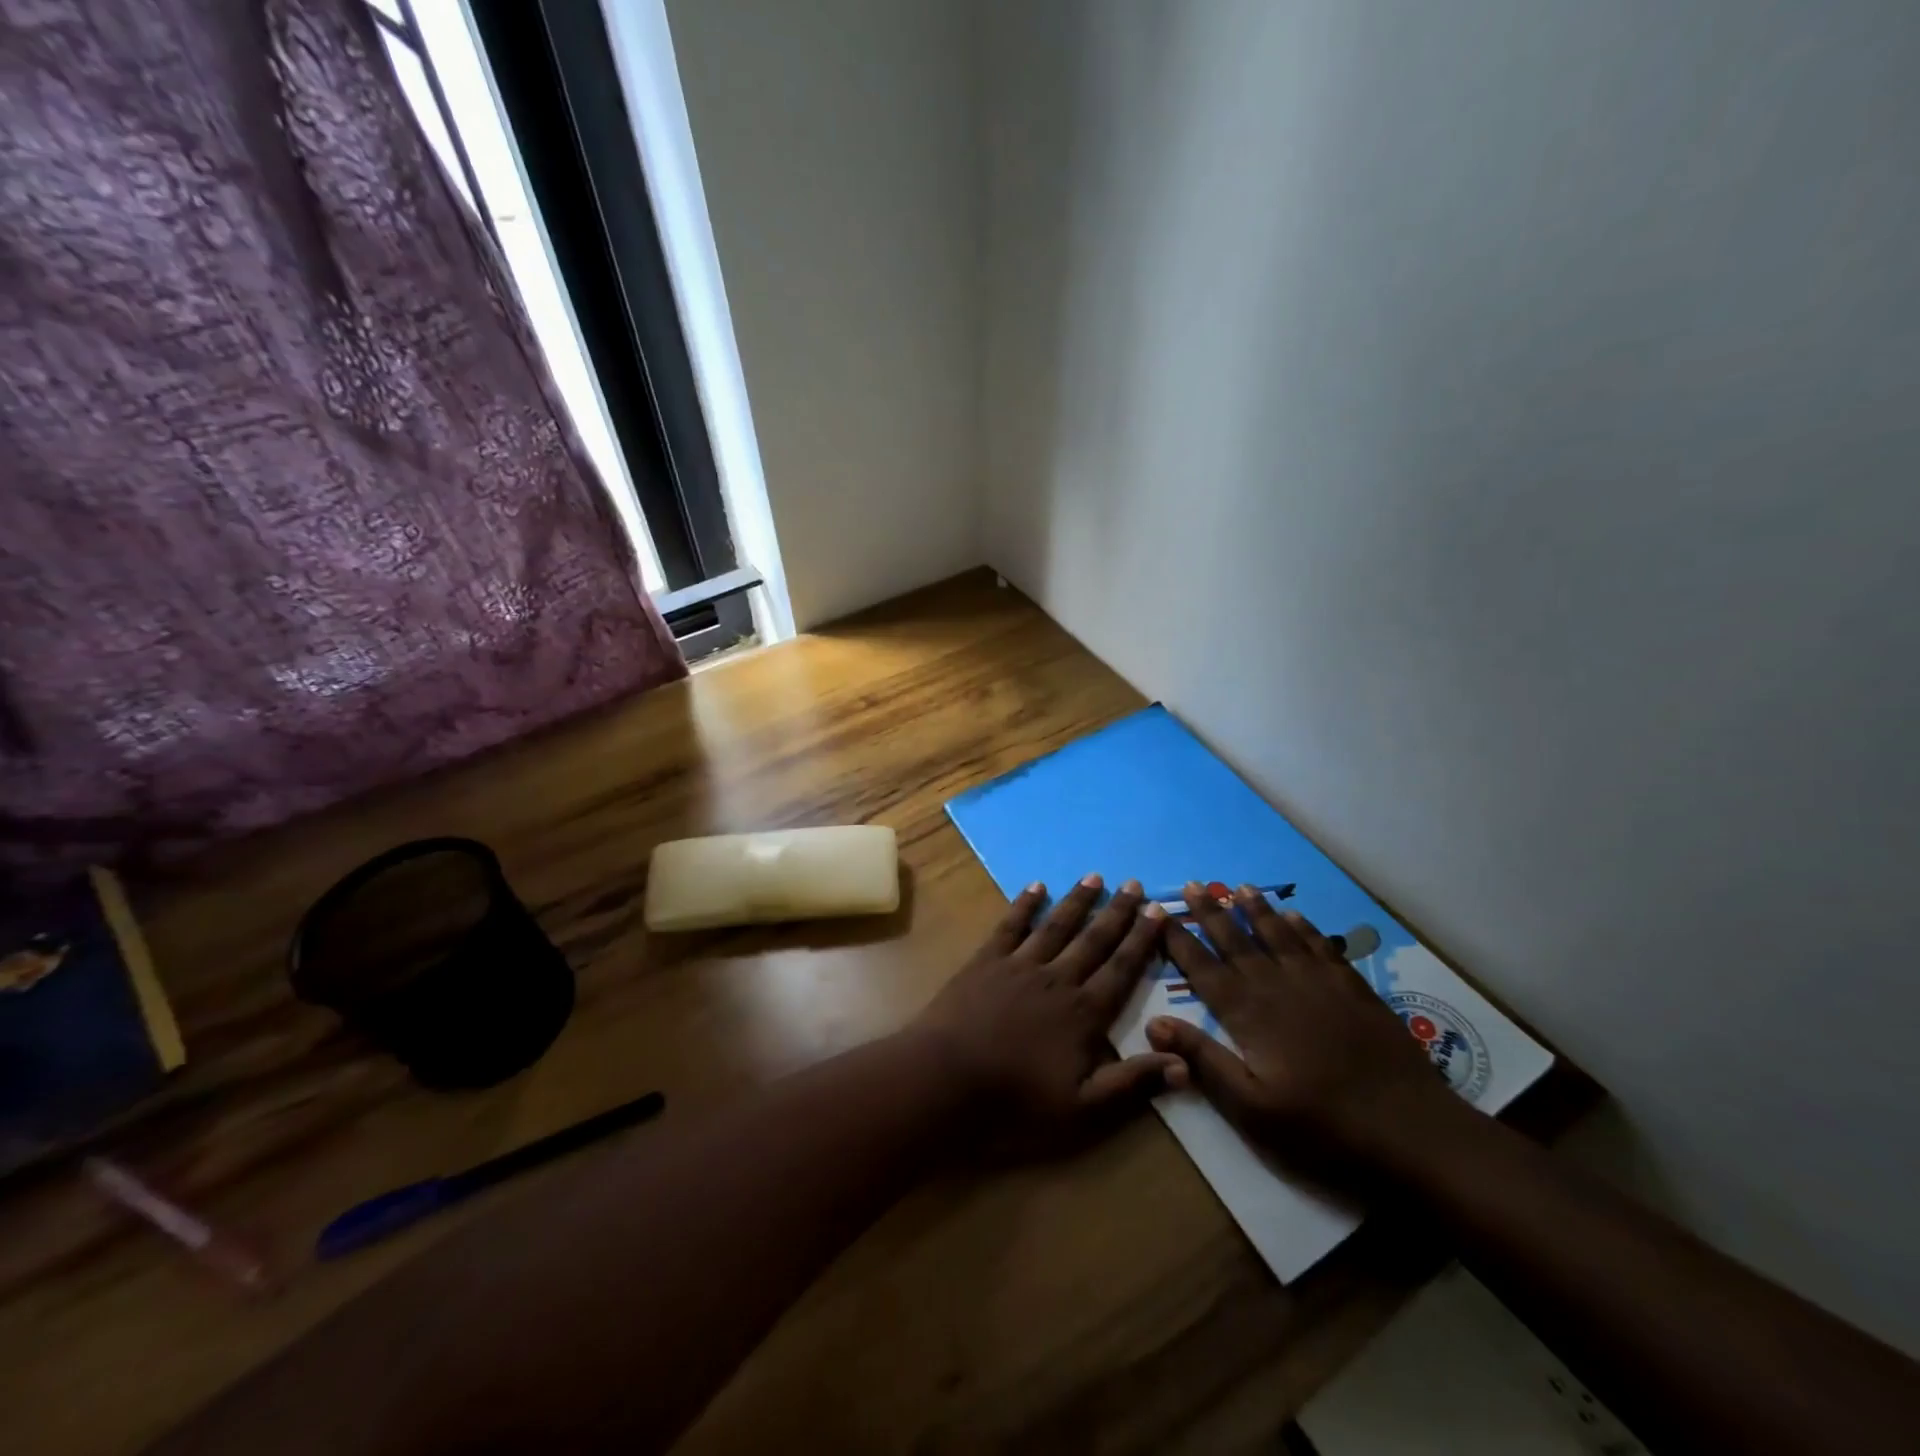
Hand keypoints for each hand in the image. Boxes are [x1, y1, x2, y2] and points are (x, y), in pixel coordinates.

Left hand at [913, 875, 1185, 1144]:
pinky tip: (1036, 886)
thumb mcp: (1083, 1110)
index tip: (1158, 911)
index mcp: (1084, 1013)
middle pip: (1094, 940)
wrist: (945, 1081)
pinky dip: (1024, 905)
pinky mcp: (985, 961)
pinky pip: (1010, 926)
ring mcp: (1019, 966)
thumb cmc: (1016, 1103)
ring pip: (1056, 926)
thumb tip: (1185, 1062)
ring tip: (1095, 877)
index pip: (1122, 969)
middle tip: (1135, 884)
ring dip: (1077, 901)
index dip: (1142, 940)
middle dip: (1117, 912)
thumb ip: (1133, 1084)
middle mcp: (1057, 979)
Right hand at [1146, 881, 1470, 1179]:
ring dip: (1256, 910)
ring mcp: (1318, 984)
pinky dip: (1304, 927)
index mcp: (1247, 1013)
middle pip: (1236, 941)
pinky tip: (1295, 916)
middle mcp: (1277, 986)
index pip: (1202, 968)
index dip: (1179, 940)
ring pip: (1279, 935)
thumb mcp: (1250, 1108)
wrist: (1413, 1133)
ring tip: (1239, 887)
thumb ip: (1202, 1060)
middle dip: (1210, 913)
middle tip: (1192, 884)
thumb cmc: (1322, 1128)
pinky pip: (1321, 946)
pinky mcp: (1353, 990)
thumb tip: (1152, 1023)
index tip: (1160, 914)